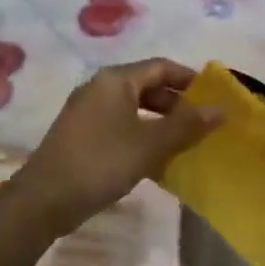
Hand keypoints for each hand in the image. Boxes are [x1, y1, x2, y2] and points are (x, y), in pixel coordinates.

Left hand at [15, 59, 222, 233]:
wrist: (44, 199)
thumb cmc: (101, 162)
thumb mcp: (150, 144)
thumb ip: (186, 125)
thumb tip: (220, 110)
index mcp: (116, 79)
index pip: (161, 66)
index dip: (189, 78)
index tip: (213, 97)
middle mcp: (99, 87)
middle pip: (146, 85)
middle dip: (176, 103)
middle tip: (202, 124)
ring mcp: (86, 110)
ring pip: (133, 107)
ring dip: (159, 121)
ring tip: (184, 142)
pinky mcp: (80, 133)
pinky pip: (119, 124)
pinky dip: (140, 134)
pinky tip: (154, 159)